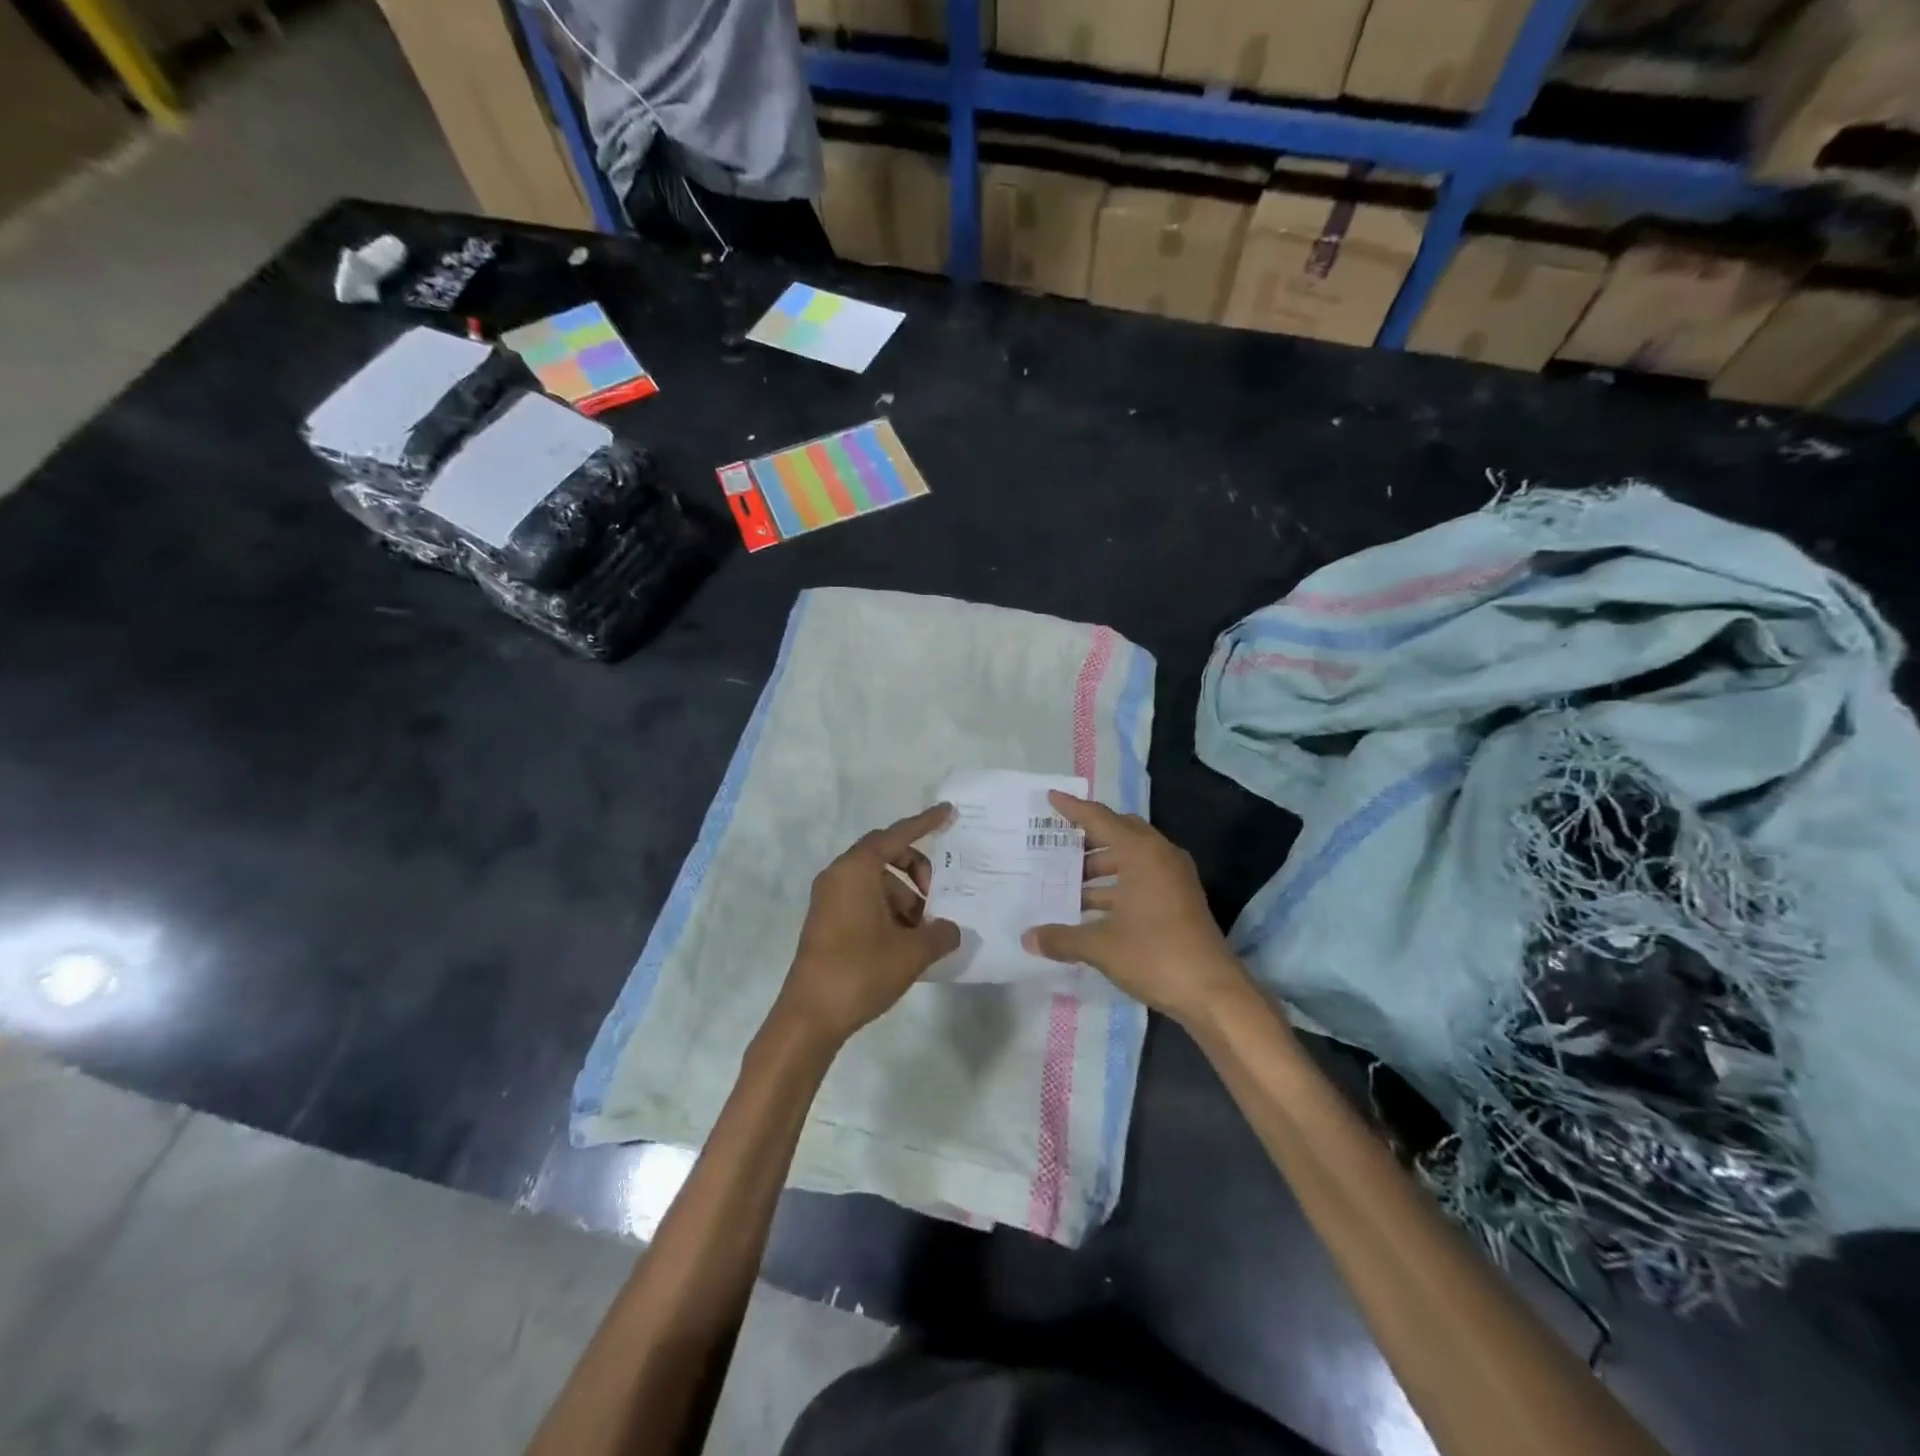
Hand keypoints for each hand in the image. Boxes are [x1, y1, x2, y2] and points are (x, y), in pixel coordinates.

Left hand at [774, 804, 961, 1047]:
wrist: (809, 1017)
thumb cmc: (860, 972)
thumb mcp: (912, 953)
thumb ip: (940, 934)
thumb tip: (951, 929)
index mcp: (856, 871)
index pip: (896, 836)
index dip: (924, 823)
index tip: (948, 812)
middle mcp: (839, 876)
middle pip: (886, 856)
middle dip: (917, 871)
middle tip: (937, 899)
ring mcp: (829, 900)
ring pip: (877, 883)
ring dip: (905, 899)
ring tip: (924, 933)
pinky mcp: (827, 922)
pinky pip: (865, 901)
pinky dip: (888, 911)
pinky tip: (906, 942)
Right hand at [1022, 792, 1247, 1025]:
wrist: (1213, 992)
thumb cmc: (1155, 955)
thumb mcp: (1101, 946)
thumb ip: (1061, 938)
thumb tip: (1027, 939)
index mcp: (1141, 852)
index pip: (1100, 819)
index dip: (1074, 809)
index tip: (1051, 797)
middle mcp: (1160, 856)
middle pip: (1118, 833)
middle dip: (1087, 838)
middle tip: (1056, 843)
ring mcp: (1174, 878)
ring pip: (1130, 858)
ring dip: (1101, 866)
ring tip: (1067, 881)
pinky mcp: (1180, 899)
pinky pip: (1141, 877)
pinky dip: (1116, 884)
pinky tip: (1091, 907)